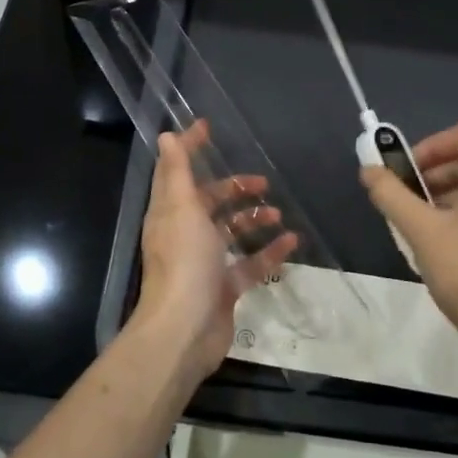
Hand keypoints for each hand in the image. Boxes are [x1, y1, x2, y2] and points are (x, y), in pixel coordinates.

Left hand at [131, 121, 297, 384]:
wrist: (185, 329)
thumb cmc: (184, 261)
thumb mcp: (181, 208)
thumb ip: (177, 171)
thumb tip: (165, 135)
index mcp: (170, 212)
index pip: (178, 171)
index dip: (190, 147)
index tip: (208, 127)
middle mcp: (185, 234)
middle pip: (209, 203)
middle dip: (234, 189)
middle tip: (262, 182)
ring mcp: (205, 262)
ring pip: (231, 232)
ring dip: (253, 219)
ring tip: (278, 213)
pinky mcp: (224, 287)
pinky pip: (250, 264)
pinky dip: (269, 252)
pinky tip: (292, 242)